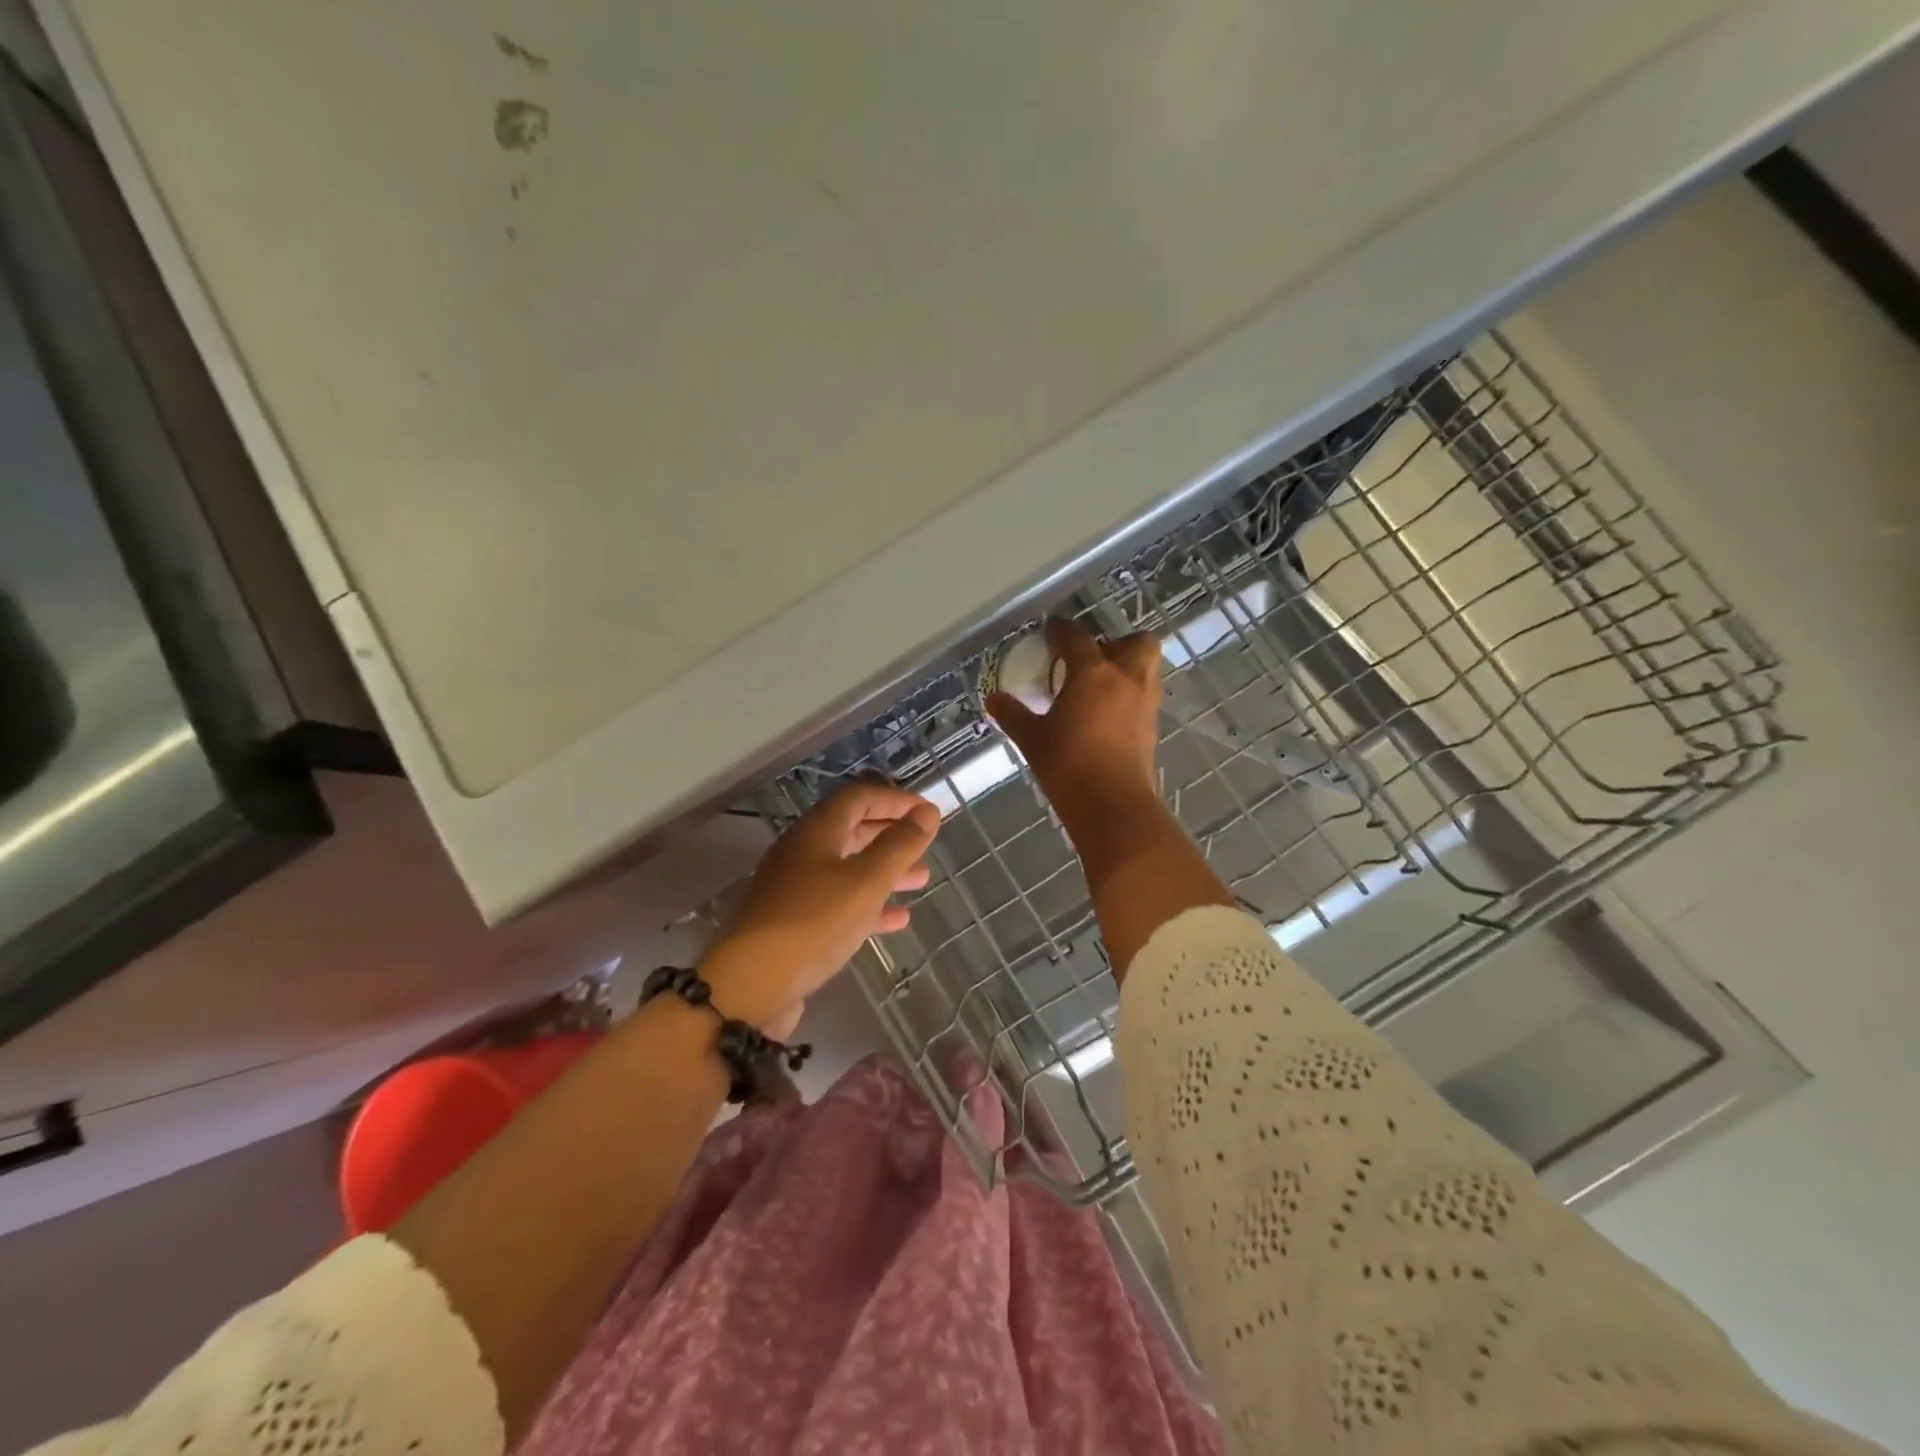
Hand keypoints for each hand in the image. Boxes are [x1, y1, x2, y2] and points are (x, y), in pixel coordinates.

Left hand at [701, 783, 938, 1036]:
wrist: (750, 987)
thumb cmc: (814, 923)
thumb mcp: (866, 881)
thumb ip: (899, 846)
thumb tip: (927, 813)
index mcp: (816, 831)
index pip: (859, 797)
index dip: (896, 800)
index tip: (928, 812)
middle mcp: (802, 852)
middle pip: (852, 830)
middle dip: (891, 835)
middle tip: (925, 844)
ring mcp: (794, 889)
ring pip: (847, 869)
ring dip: (885, 871)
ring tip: (921, 880)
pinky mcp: (794, 923)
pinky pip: (838, 903)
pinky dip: (869, 906)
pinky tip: (896, 920)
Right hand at [986, 618, 1164, 827]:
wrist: (1111, 805)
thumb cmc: (1068, 764)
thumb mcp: (1032, 738)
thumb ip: (1013, 715)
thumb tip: (994, 700)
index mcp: (1093, 673)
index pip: (1077, 638)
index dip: (1061, 631)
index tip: (1051, 631)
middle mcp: (1126, 679)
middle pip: (1137, 642)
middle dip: (1117, 642)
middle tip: (1092, 659)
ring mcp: (1144, 703)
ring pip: (1146, 669)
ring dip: (1128, 668)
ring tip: (1100, 686)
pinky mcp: (1152, 728)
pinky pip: (1144, 697)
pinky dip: (1129, 696)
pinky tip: (1107, 714)